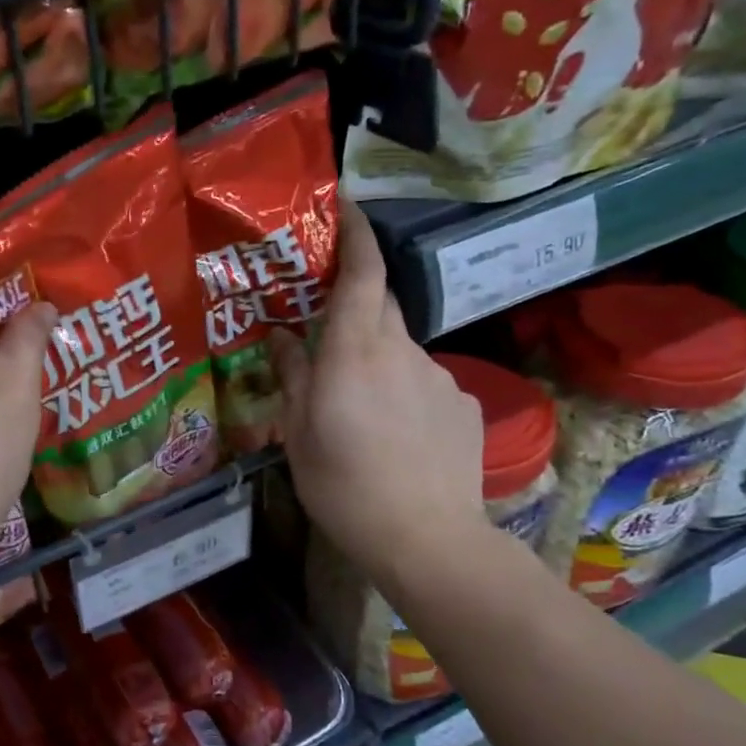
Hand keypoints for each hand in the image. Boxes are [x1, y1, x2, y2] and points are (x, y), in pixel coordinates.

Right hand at [268, 199, 491, 594]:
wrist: (428, 539)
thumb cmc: (345, 486)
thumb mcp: (299, 434)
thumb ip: (293, 377)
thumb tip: (281, 336)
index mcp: (356, 352)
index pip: (362, 273)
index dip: (356, 234)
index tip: (347, 205)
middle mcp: (403, 351)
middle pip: (379, 306)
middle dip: (354, 304)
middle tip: (325, 329)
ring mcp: (440, 377)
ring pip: (399, 350)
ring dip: (375, 361)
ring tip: (357, 410)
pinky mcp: (464, 405)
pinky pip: (424, 382)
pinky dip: (403, 393)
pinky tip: (394, 434)